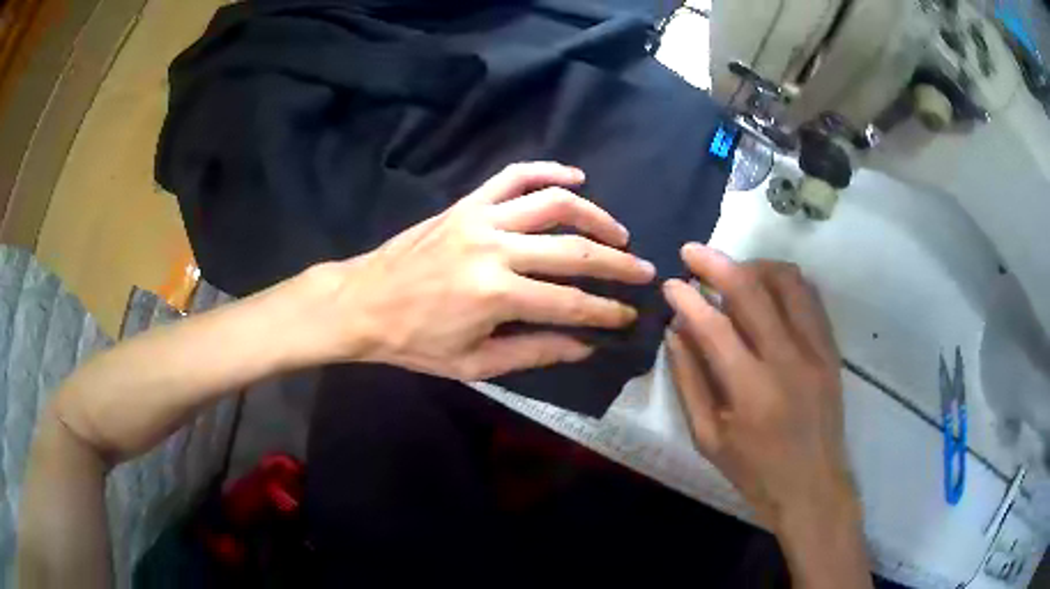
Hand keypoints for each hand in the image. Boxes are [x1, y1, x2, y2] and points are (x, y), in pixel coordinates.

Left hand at [305, 162, 654, 380]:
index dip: (606, 311)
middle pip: (573, 249)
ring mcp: (479, 218)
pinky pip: (512, 176)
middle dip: (617, 263)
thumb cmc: (413, 341)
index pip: (570, 302)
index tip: (630, 314)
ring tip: (618, 232)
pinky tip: (575, 177)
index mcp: (495, 295)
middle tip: (644, 271)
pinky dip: (547, 171)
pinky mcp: (466, 203)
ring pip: (552, 203)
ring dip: (594, 215)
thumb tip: (585, 345)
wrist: (362, 302)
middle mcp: (494, 249)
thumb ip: (533, 352)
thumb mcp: (473, 363)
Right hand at [662, 244, 853, 529]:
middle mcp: (788, 360)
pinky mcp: (831, 348)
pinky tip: (766, 288)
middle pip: (752, 290)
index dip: (687, 298)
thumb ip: (690, 381)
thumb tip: (676, 330)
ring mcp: (816, 350)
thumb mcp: (708, 438)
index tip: (669, 283)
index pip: (714, 326)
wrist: (812, 485)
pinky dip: (784, 281)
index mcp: (751, 391)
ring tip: (732, 272)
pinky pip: (809, 296)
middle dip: (715, 263)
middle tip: (691, 253)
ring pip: (787, 281)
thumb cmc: (754, 470)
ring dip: (754, 266)